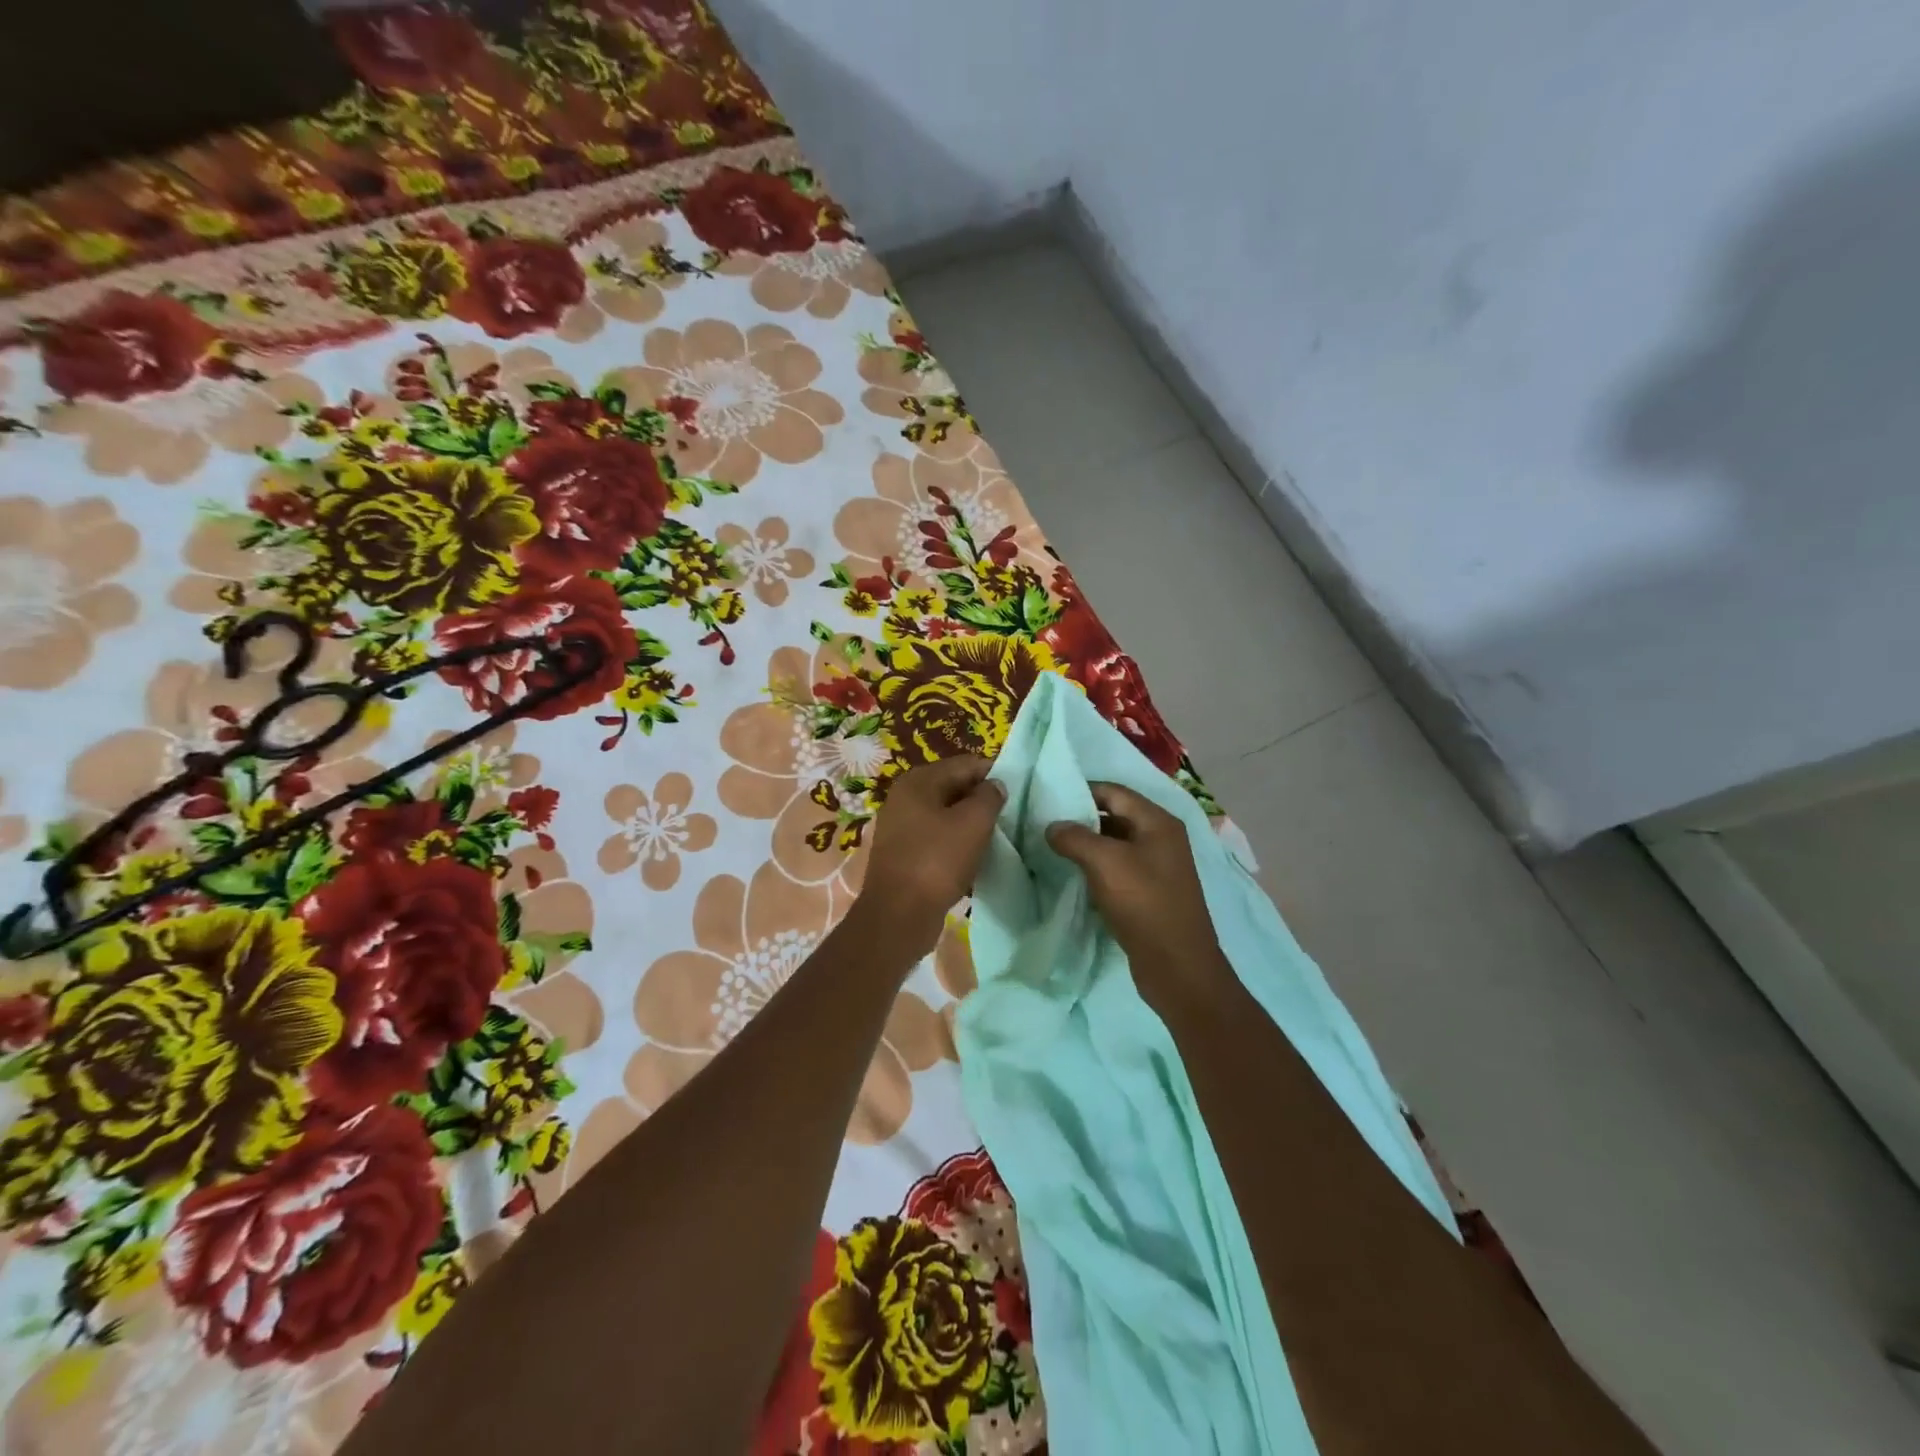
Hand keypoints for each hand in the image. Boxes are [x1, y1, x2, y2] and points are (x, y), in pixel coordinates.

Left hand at [856, 756, 1005, 956]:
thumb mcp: (973, 823)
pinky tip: (974, 856)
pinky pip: (936, 837)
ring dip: (969, 822)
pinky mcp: (902, 852)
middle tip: (1010, 816)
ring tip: (995, 836)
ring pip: (945, 814)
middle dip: (981, 799)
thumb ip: (989, 797)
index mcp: (918, 781)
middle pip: (953, 786)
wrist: (899, 915)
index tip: (1018, 792)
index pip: (965, 764)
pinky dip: (956, 842)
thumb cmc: (937, 861)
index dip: (994, 774)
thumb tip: (994, 785)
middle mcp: (904, 797)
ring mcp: (900, 825)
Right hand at [1047, 783, 1232, 1013]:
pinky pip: (1118, 868)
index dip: (1081, 790)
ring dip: (1086, 844)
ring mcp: (1157, 866)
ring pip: (1115, 843)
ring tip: (1052, 847)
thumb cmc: (1144, 903)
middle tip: (1045, 823)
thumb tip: (1052, 827)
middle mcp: (1161, 838)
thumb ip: (1074, 837)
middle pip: (1115, 815)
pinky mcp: (1150, 892)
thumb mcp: (1105, 863)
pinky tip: (1073, 874)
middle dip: (1081, 817)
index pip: (1114, 792)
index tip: (1048, 797)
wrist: (1177, 965)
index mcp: (1157, 822)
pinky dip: (1096, 866)